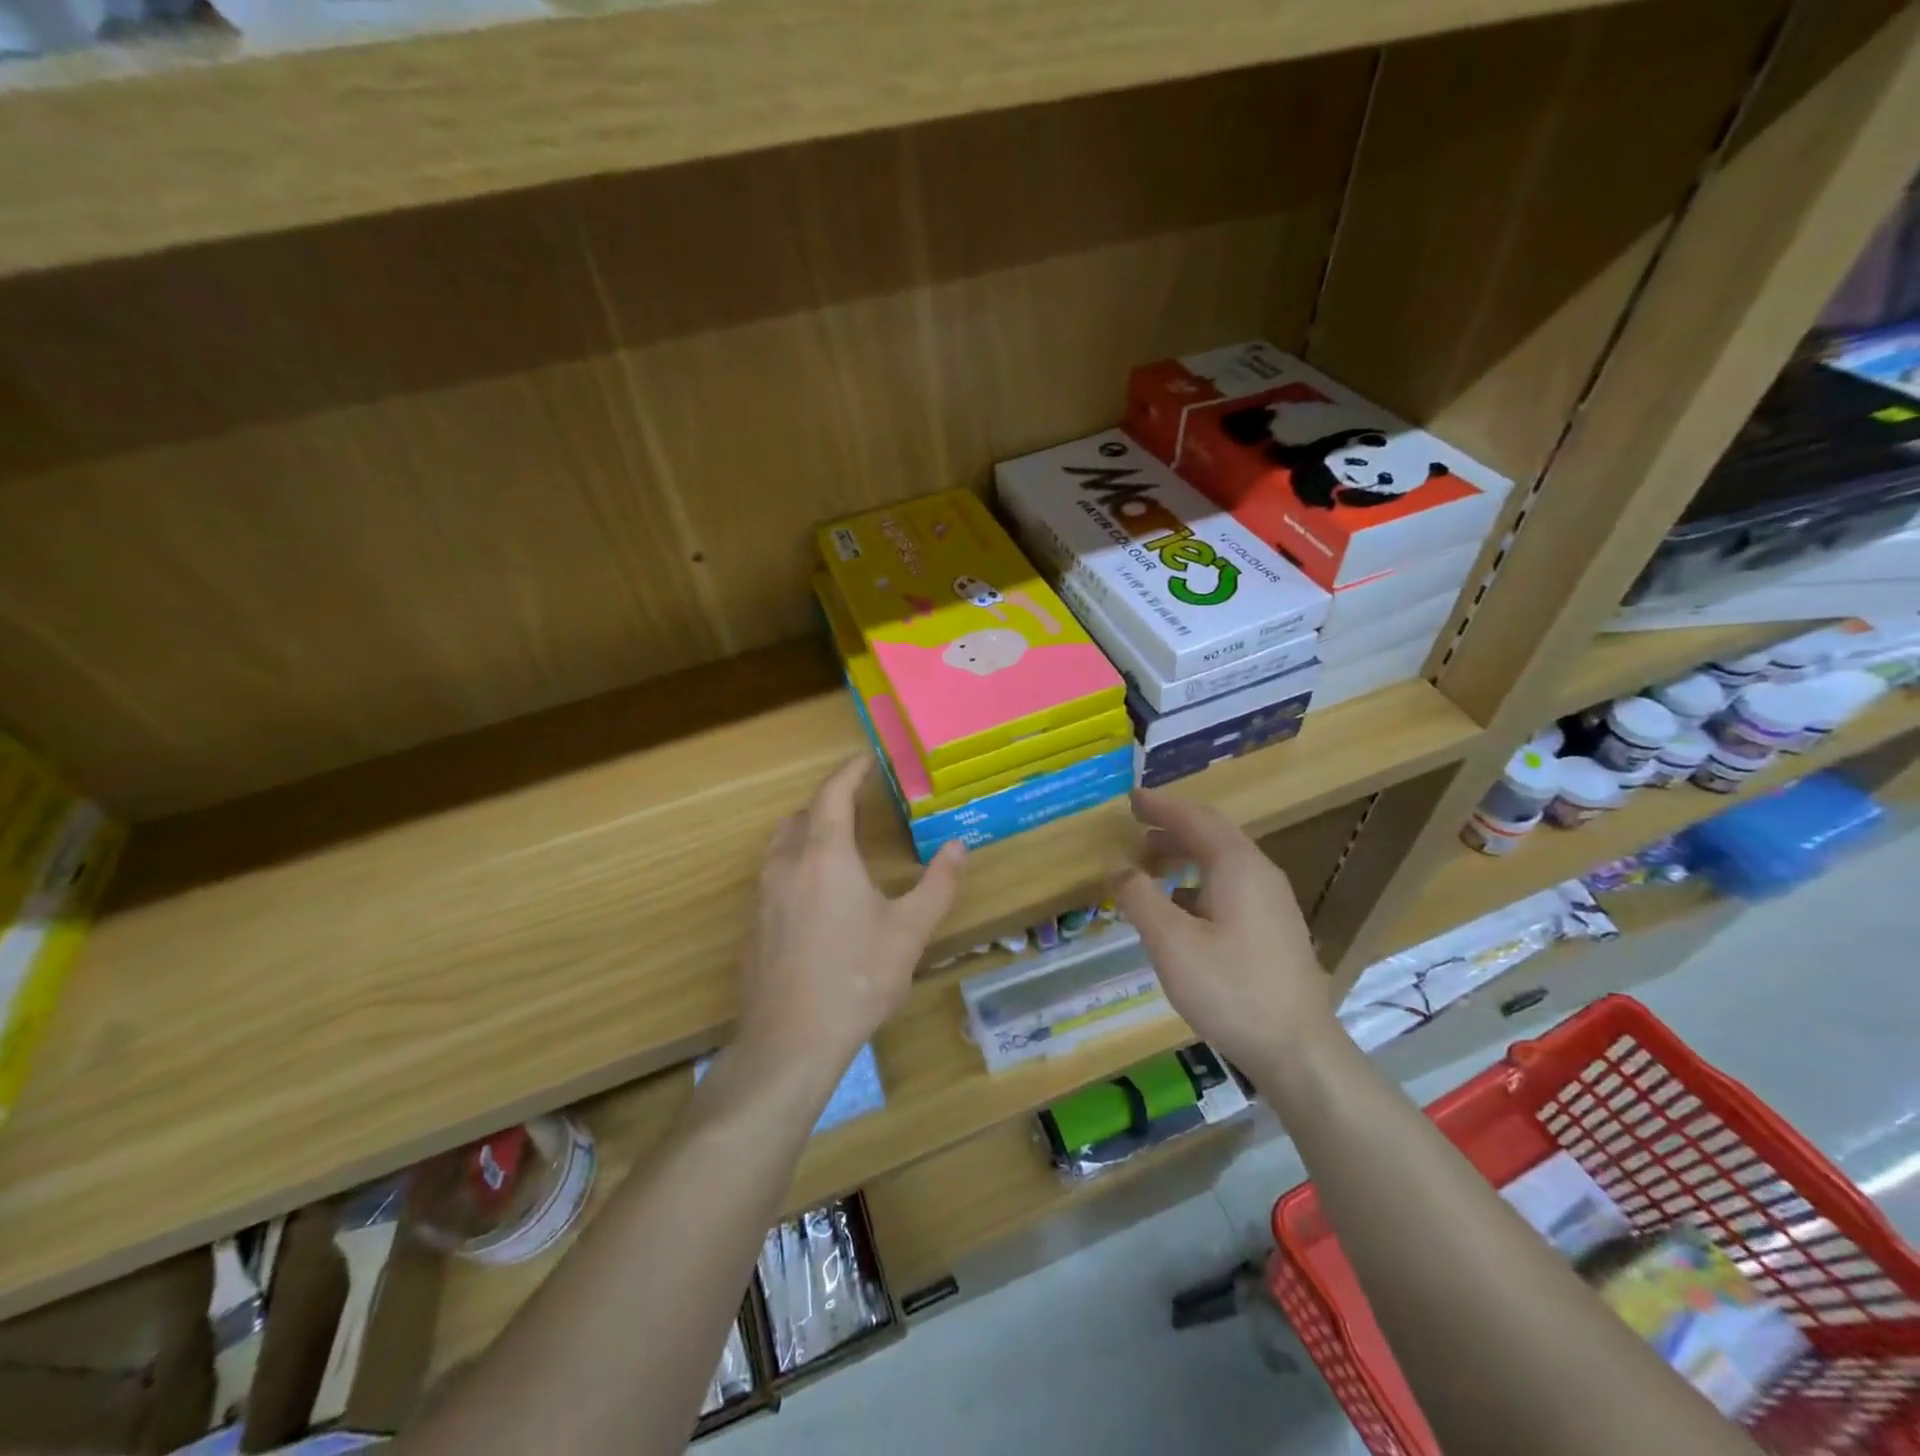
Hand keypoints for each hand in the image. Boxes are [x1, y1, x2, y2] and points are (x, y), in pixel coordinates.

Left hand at [736, 755, 965, 1083]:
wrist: (789, 1041)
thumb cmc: (856, 979)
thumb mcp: (909, 932)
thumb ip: (938, 885)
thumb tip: (959, 847)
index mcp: (825, 856)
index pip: (833, 794)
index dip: (850, 771)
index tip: (867, 758)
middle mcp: (787, 864)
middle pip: (803, 815)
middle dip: (830, 802)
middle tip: (860, 805)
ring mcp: (763, 895)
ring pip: (783, 844)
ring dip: (809, 831)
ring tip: (840, 844)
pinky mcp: (753, 923)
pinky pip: (774, 875)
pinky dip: (796, 864)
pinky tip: (818, 896)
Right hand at [1114, 788, 1338, 1073]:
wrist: (1298, 1050)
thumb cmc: (1230, 990)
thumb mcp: (1171, 944)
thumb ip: (1140, 899)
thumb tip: (1120, 869)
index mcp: (1237, 866)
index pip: (1194, 819)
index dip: (1160, 806)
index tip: (1130, 799)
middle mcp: (1260, 873)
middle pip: (1213, 834)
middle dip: (1172, 826)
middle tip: (1136, 827)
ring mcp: (1273, 901)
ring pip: (1224, 860)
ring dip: (1185, 853)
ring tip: (1151, 864)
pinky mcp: (1276, 927)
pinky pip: (1232, 884)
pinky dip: (1199, 879)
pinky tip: (1181, 905)